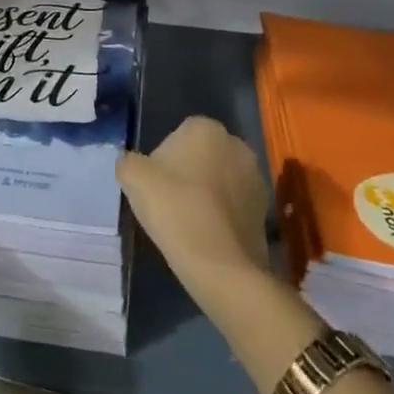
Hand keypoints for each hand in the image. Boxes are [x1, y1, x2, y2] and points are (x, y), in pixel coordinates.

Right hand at [117, 116, 269, 299]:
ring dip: (207, 193)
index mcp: (205, 128)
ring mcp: (255, 176)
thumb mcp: (133, 178)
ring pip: (220, 179)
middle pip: (202, 155)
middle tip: (170, 202)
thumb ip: (128, 162)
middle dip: (188, 173)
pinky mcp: (266, 208)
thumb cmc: (175, 209)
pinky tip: (208, 235)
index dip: (163, 160)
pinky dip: (222, 213)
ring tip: (189, 221)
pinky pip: (235, 203)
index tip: (155, 186)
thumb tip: (131, 164)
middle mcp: (236, 144)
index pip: (178, 135)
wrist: (220, 265)